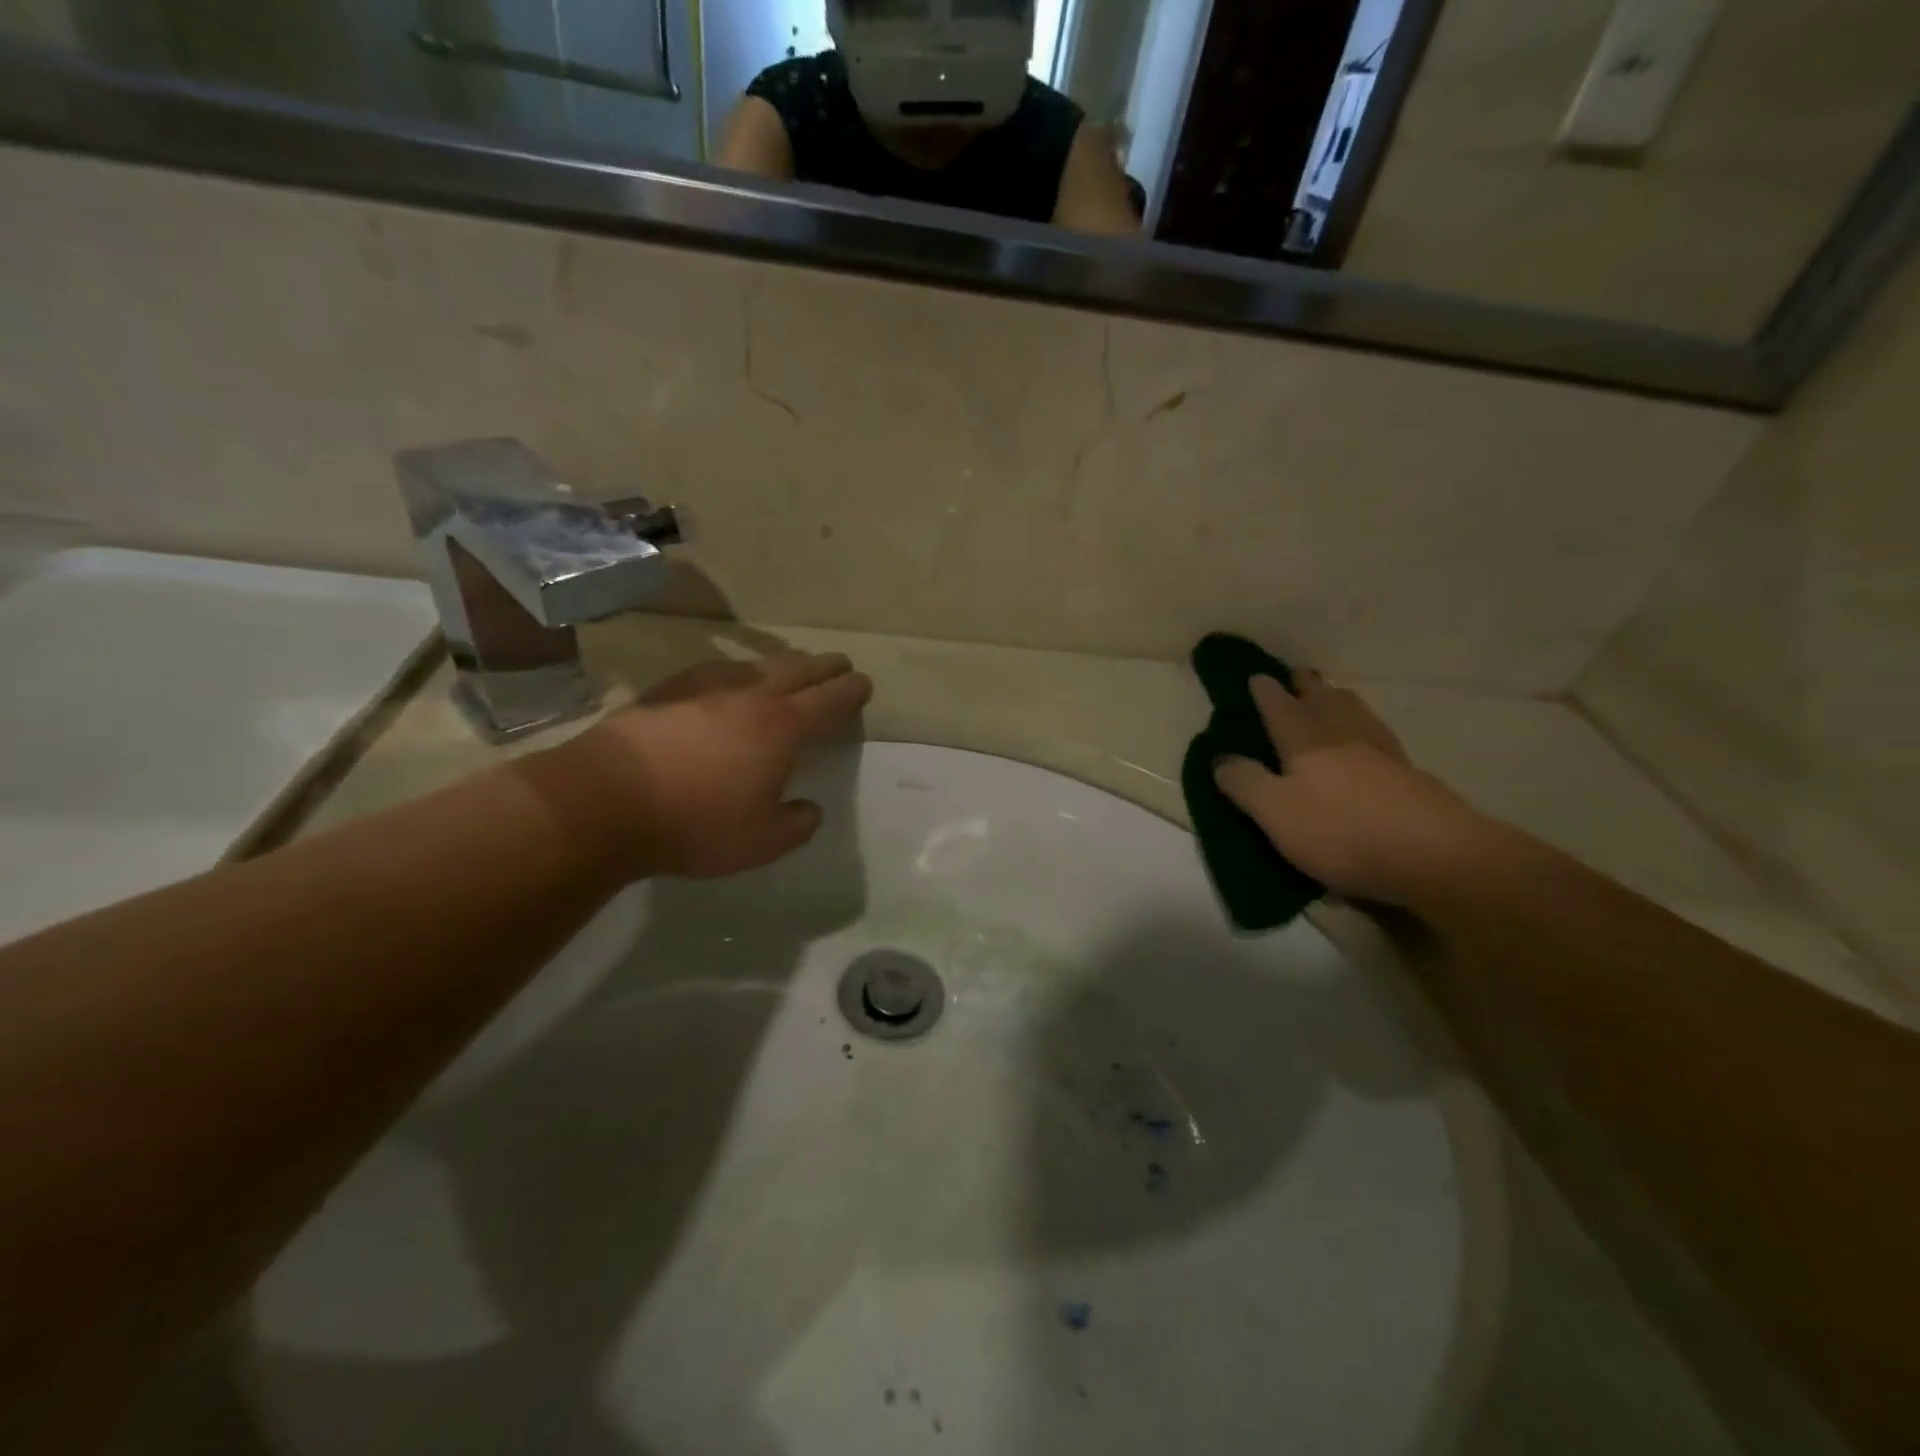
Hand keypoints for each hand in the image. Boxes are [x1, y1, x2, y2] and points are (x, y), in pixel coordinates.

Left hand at [550, 651, 871, 879]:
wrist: (605, 800)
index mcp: (782, 728)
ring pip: (757, 665)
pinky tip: (730, 680)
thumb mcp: (762, 843)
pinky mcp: (668, 689)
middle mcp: (751, 696)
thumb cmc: (695, 824)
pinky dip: (739, 672)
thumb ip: (796, 825)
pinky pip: (718, 671)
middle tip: (840, 664)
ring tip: (792, 667)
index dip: (850, 691)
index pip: (829, 701)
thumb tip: (809, 809)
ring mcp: (706, 687)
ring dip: (783, 664)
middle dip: (824, 666)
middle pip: (798, 670)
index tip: (863, 684)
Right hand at [1213, 673, 1486, 906]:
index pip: (1280, 708)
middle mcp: (1343, 737)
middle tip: (1297, 674)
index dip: (1266, 692)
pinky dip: (1366, 725)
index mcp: (1306, 742)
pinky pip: (1379, 736)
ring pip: (1356, 713)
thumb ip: (1245, 783)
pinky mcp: (1410, 776)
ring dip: (1339, 699)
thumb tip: (1220, 758)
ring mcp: (1382, 754)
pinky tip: (1370, 736)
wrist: (1433, 855)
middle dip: (1307, 687)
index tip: (1256, 676)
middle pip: (1324, 701)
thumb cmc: (1341, 831)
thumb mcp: (1275, 812)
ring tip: (1332, 693)